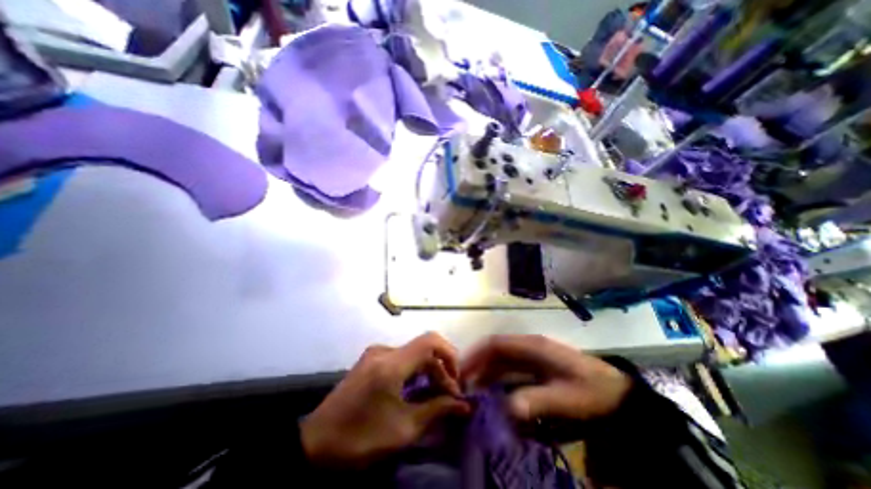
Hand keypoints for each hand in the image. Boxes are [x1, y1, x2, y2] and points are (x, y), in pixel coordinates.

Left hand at [304, 335, 473, 468]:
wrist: (315, 443)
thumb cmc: (361, 437)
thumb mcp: (403, 429)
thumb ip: (436, 410)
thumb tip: (464, 405)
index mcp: (391, 364)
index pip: (430, 341)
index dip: (449, 354)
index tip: (456, 380)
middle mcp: (384, 351)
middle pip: (423, 349)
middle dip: (440, 369)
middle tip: (449, 396)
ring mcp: (375, 353)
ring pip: (413, 353)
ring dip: (428, 370)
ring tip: (435, 394)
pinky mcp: (371, 359)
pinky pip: (401, 358)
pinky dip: (414, 370)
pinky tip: (416, 389)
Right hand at [462, 334, 633, 422]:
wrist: (616, 392)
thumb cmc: (591, 391)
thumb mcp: (566, 398)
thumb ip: (537, 400)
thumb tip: (506, 408)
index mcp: (533, 346)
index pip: (497, 344)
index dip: (477, 354)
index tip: (463, 371)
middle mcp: (529, 345)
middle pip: (496, 349)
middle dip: (478, 363)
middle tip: (464, 384)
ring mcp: (532, 354)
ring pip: (502, 358)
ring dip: (487, 371)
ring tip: (474, 390)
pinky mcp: (536, 364)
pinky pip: (511, 367)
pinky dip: (498, 376)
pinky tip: (494, 391)